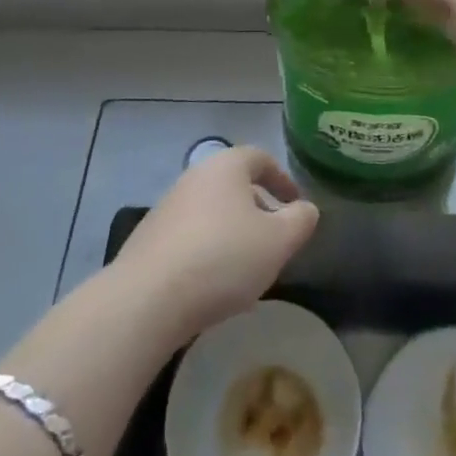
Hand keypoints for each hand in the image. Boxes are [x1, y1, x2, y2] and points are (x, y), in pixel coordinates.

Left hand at [113, 146, 319, 346]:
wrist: (148, 298)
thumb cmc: (223, 257)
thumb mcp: (278, 241)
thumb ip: (300, 221)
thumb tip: (306, 209)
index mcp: (226, 166)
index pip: (260, 158)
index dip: (283, 179)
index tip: (296, 205)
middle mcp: (195, 176)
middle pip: (235, 184)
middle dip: (258, 208)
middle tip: (275, 239)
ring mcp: (168, 206)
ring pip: (212, 211)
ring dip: (233, 232)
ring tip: (248, 268)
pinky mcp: (150, 238)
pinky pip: (191, 236)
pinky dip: (209, 251)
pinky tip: (215, 285)